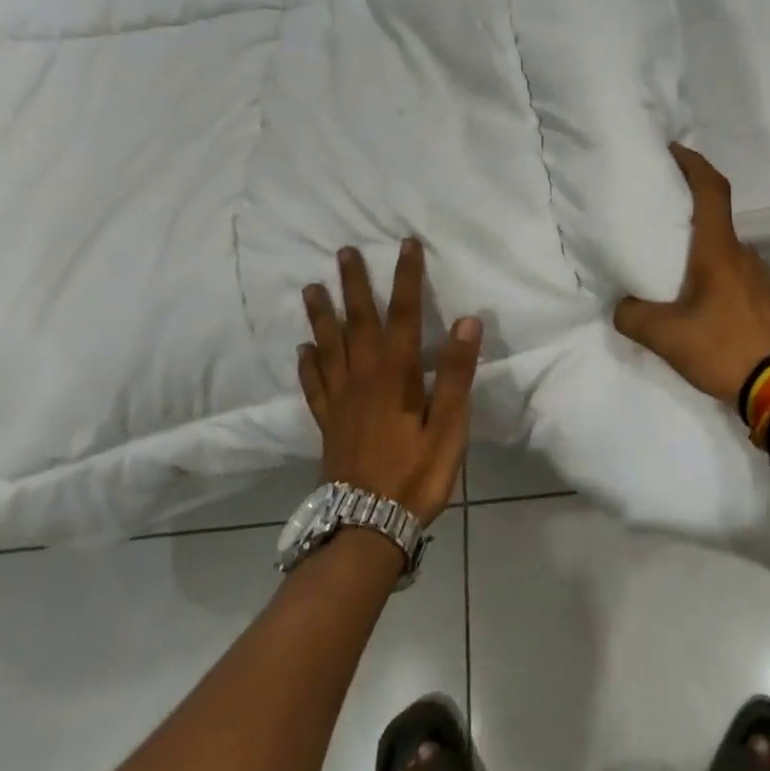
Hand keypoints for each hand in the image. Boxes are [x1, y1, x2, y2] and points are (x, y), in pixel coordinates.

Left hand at [299, 241, 482, 525]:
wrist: (366, 526)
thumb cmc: (416, 474)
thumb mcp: (448, 426)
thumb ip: (455, 374)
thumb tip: (466, 321)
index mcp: (395, 374)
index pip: (403, 314)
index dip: (406, 277)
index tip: (406, 244)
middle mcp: (362, 377)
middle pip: (358, 321)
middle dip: (354, 284)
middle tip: (344, 252)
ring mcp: (340, 400)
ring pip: (328, 346)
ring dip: (322, 314)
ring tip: (312, 287)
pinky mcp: (328, 422)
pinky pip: (314, 383)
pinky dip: (307, 362)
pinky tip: (303, 349)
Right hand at [614, 144, 769, 409]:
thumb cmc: (724, 348)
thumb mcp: (666, 337)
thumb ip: (633, 316)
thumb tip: (622, 306)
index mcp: (719, 251)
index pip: (711, 190)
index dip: (693, 163)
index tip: (672, 150)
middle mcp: (743, 255)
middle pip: (714, 218)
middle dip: (687, 211)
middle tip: (656, 217)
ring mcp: (759, 277)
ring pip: (723, 250)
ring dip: (699, 249)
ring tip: (670, 267)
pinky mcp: (766, 300)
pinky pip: (733, 274)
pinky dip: (712, 274)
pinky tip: (696, 302)